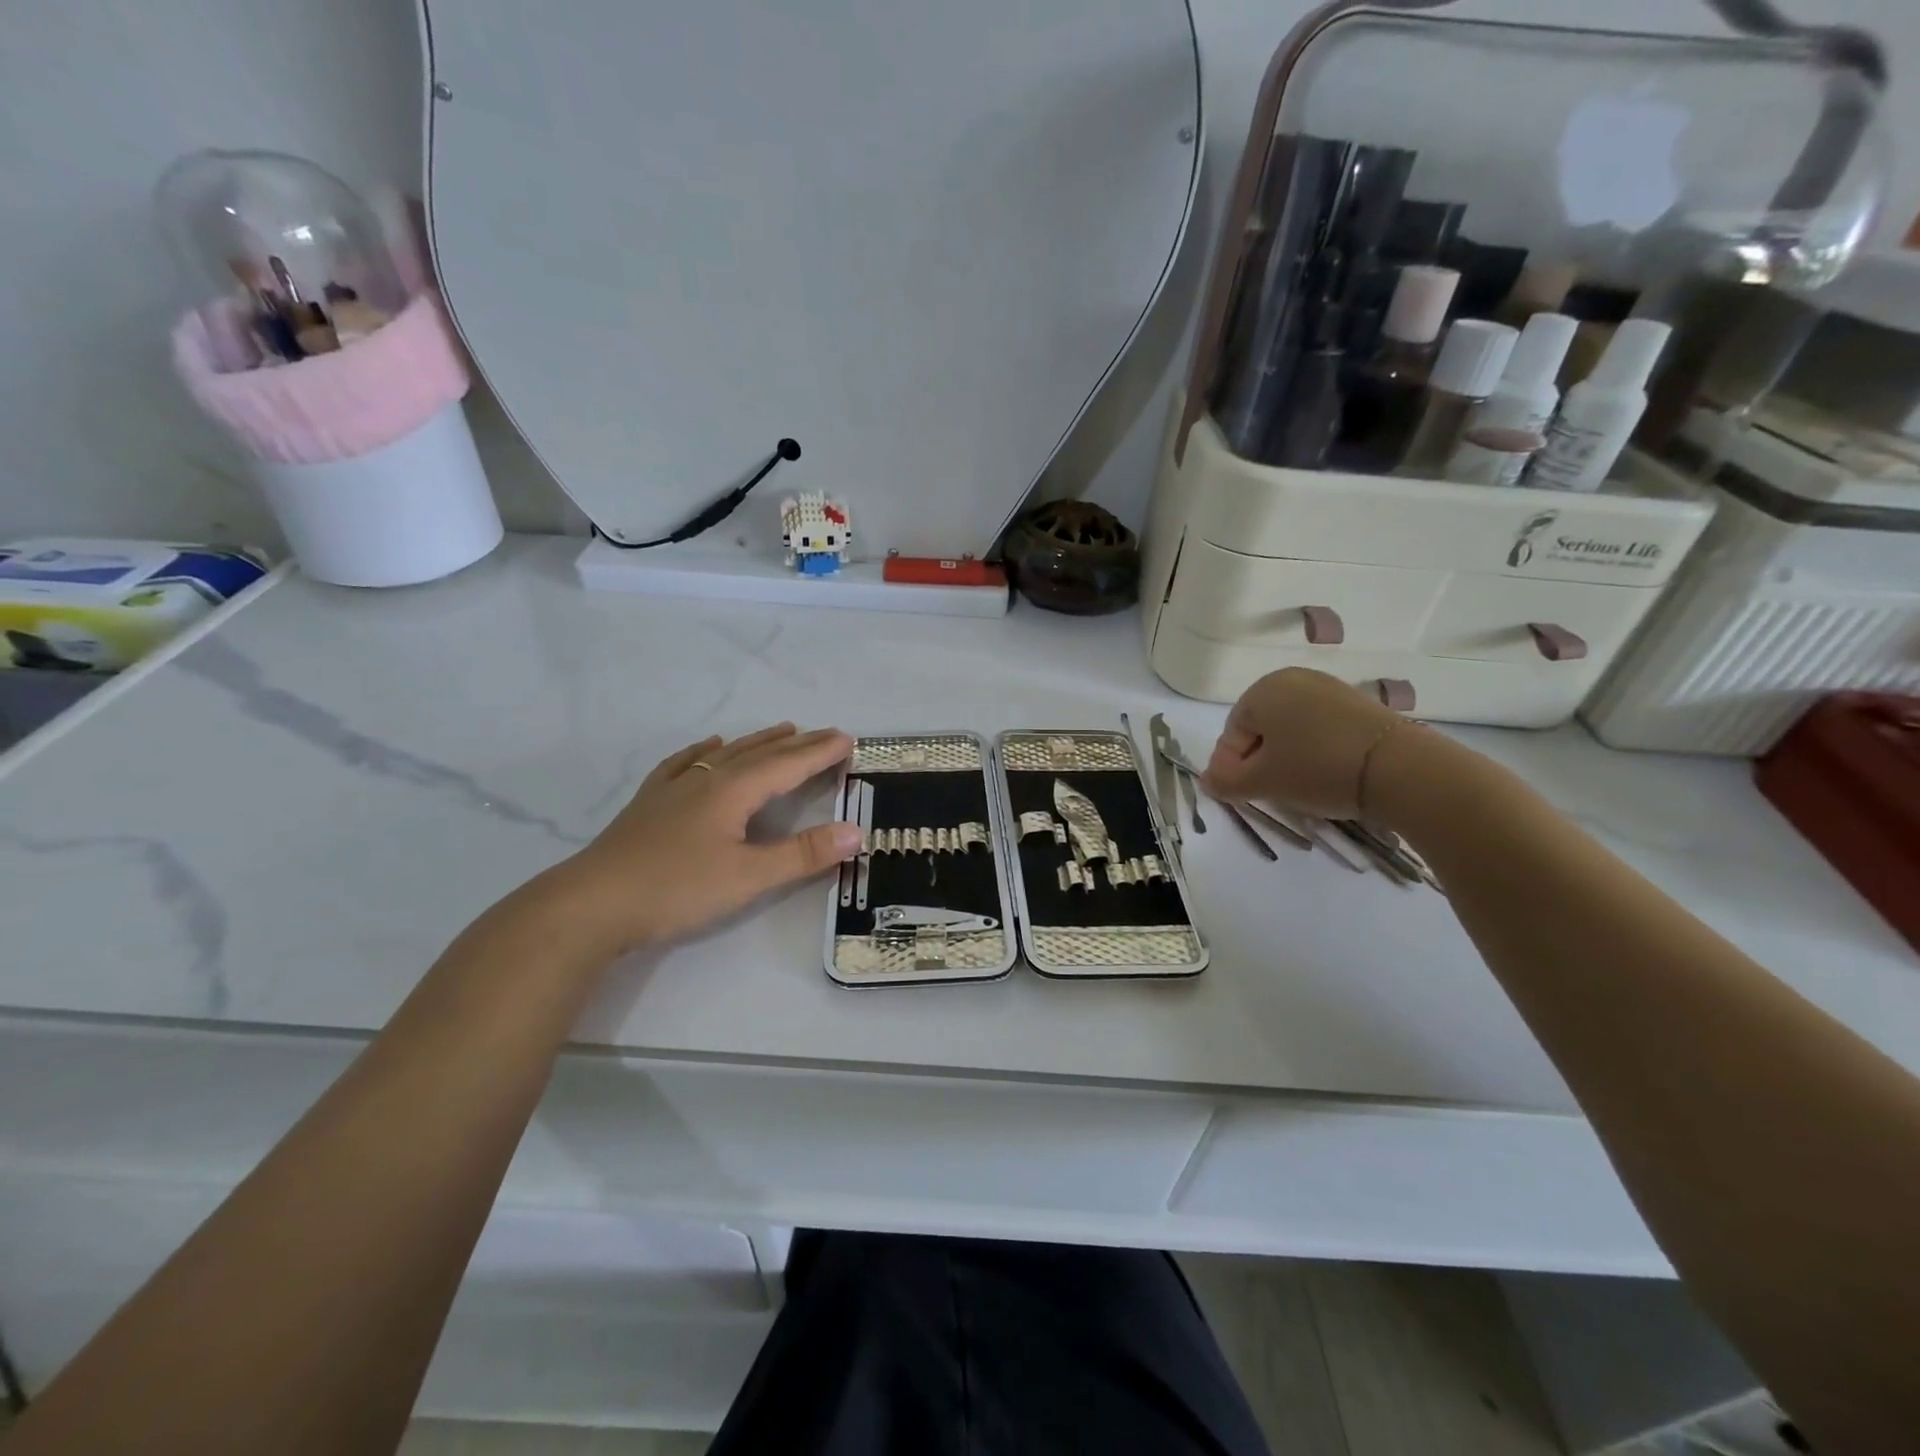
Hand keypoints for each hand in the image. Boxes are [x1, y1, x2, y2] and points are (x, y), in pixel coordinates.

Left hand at [550, 724, 859, 956]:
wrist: (592, 904)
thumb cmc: (677, 889)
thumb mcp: (749, 877)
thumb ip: (803, 854)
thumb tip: (856, 832)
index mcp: (733, 791)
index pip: (788, 764)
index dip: (820, 752)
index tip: (848, 739)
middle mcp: (707, 780)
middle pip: (760, 753)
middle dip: (798, 743)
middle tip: (828, 733)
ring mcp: (674, 788)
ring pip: (726, 754)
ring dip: (759, 741)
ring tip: (783, 730)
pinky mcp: (650, 803)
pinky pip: (685, 764)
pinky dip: (705, 751)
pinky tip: (708, 746)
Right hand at [1201, 669, 1410, 820]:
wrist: (1400, 768)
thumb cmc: (1316, 769)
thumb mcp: (1262, 782)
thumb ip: (1226, 782)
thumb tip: (1207, 782)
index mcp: (1262, 690)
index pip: (1232, 733)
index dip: (1231, 767)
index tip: (1242, 794)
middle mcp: (1294, 679)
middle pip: (1262, 729)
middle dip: (1260, 761)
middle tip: (1270, 793)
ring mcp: (1330, 689)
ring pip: (1293, 730)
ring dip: (1288, 758)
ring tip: (1301, 788)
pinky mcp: (1360, 705)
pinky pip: (1322, 730)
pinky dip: (1316, 752)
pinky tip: (1327, 776)